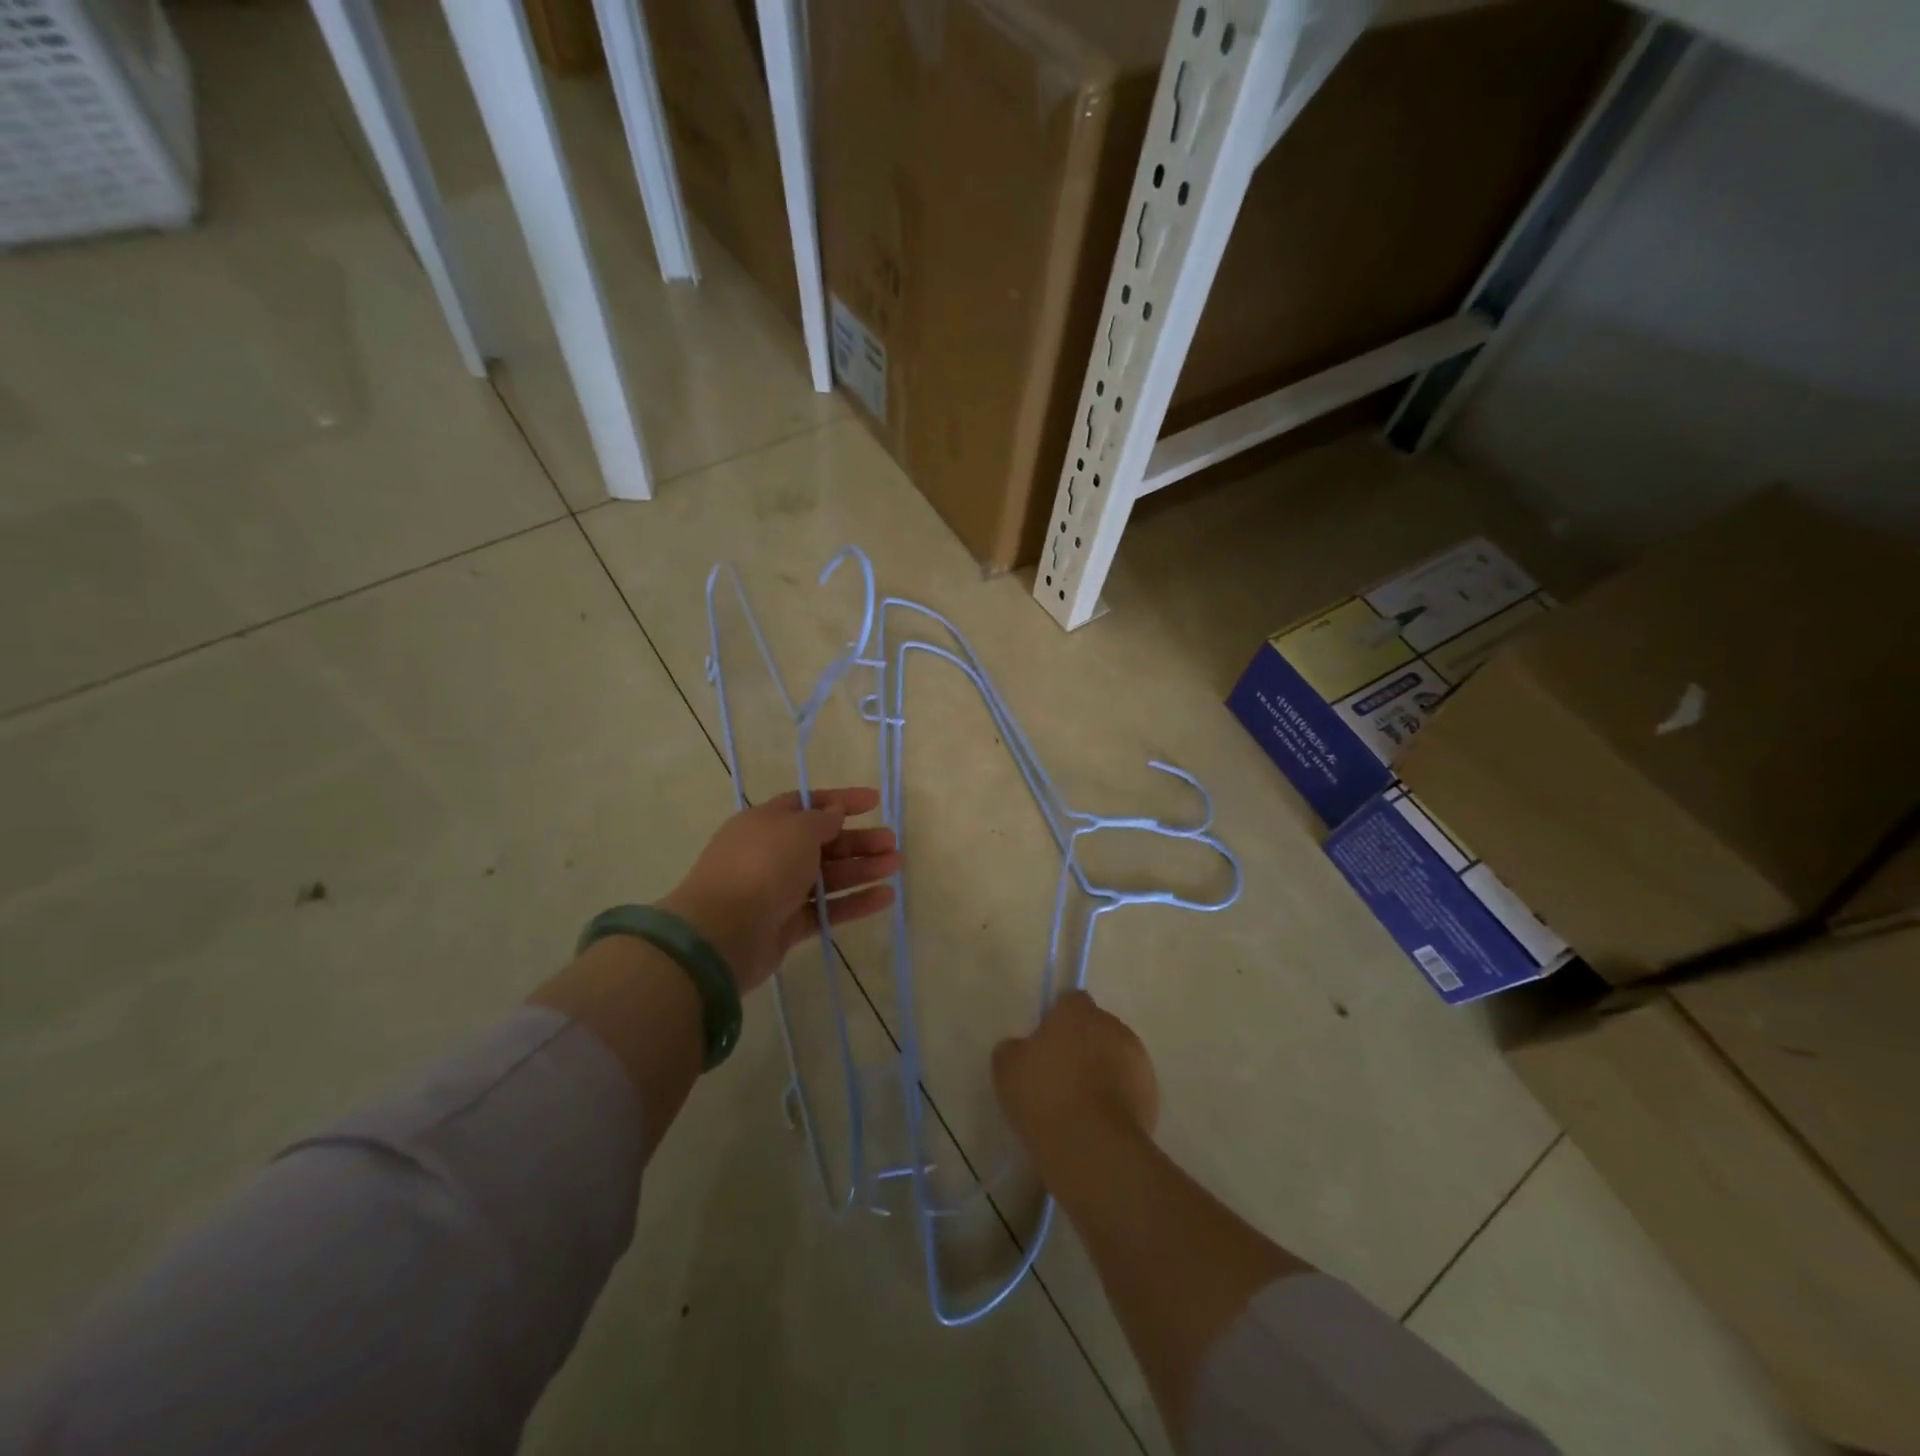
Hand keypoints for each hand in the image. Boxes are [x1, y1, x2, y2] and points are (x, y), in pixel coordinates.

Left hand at [658, 787, 897, 994]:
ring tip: (896, 866)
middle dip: (858, 840)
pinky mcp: (788, 925)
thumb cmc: (761, 866)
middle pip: (823, 842)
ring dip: (862, 869)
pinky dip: (854, 902)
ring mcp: (779, 891)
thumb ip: (822, 820)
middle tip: (892, 842)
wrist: (722, 932)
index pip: (808, 804)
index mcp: (766, 823)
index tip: (875, 801)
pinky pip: (827, 909)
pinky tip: (885, 898)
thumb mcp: (796, 829)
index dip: (841, 801)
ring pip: (828, 876)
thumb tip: (835, 811)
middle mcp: (772, 854)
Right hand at [993, 991, 1158, 1172]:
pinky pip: (1128, 1088)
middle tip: (1059, 1078)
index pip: (1070, 1001)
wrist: (1093, 1147)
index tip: (1045, 1046)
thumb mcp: (1007, 1068)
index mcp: (1078, 1012)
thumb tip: (1023, 1048)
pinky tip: (1097, 1124)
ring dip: (1102, 1072)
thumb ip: (1015, 1048)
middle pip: (1095, 1029)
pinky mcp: (1152, 1095)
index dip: (1057, 1021)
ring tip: (1079, 1107)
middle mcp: (1112, 1026)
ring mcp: (1137, 1060)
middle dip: (1082, 1046)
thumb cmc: (1045, 1096)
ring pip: (1115, 1058)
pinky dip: (1117, 1099)